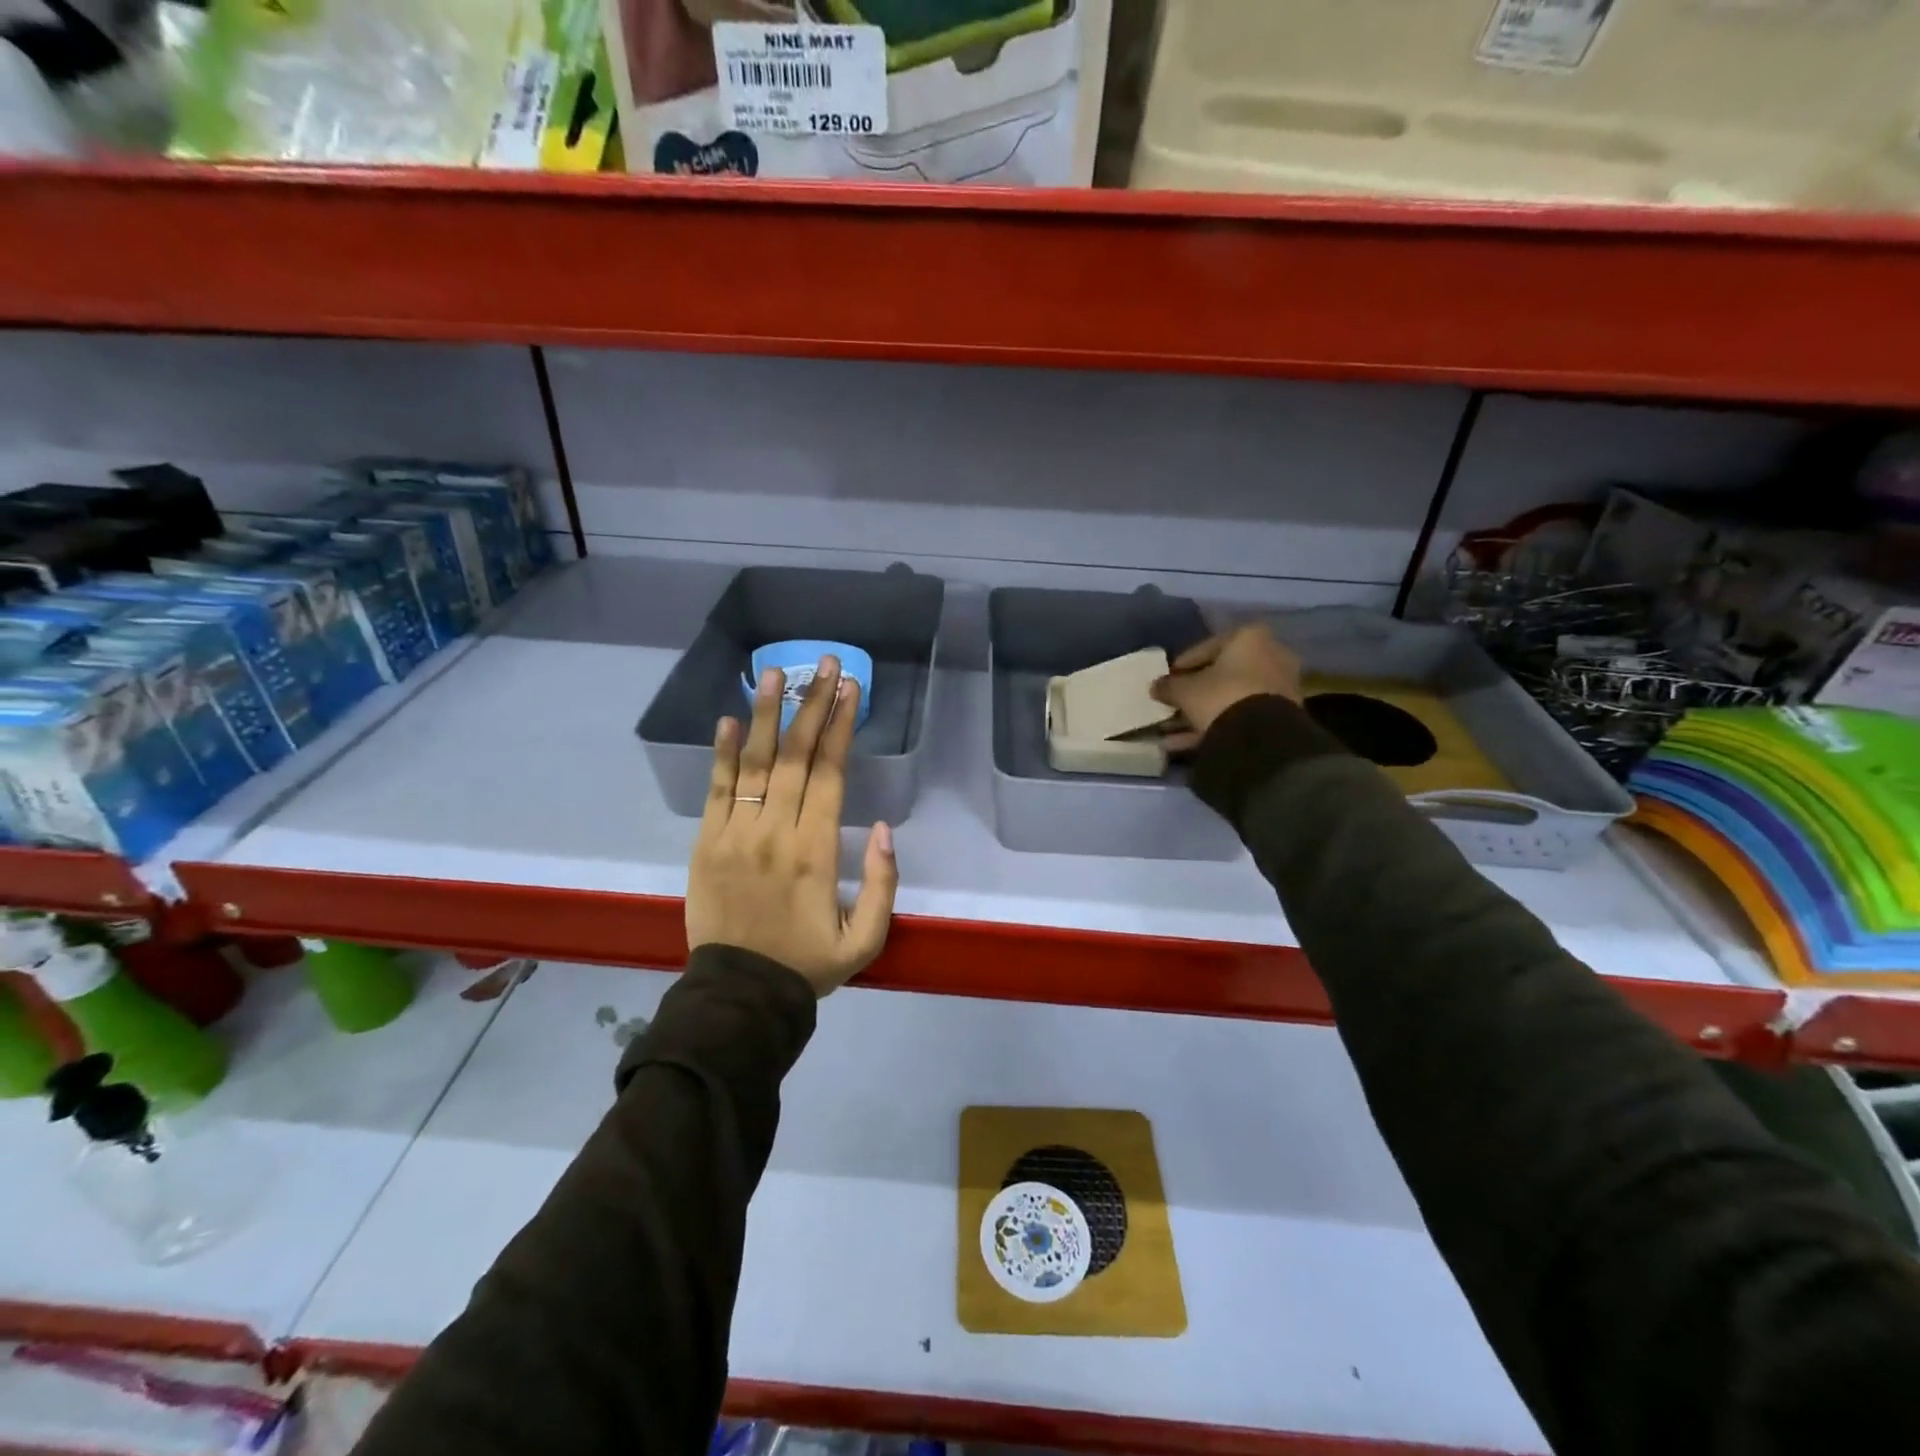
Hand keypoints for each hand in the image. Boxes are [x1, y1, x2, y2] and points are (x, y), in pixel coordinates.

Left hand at [686, 656, 898, 995]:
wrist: (739, 997)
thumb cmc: (807, 965)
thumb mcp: (866, 940)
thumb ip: (883, 884)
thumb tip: (883, 827)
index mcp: (817, 852)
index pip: (831, 774)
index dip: (841, 727)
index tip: (850, 689)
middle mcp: (776, 832)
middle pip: (796, 757)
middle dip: (812, 705)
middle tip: (823, 663)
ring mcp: (735, 835)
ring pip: (753, 764)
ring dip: (765, 715)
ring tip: (775, 673)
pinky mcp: (705, 844)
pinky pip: (715, 791)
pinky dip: (720, 753)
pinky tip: (727, 719)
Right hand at [1150, 624, 1302, 752]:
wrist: (1263, 735)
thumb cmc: (1221, 696)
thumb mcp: (1185, 691)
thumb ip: (1168, 686)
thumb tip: (1156, 687)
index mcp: (1249, 637)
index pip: (1206, 647)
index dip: (1182, 665)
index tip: (1167, 680)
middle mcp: (1270, 654)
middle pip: (1222, 673)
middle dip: (1195, 691)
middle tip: (1173, 704)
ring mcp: (1279, 685)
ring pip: (1231, 697)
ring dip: (1203, 712)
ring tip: (1173, 730)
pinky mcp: (1281, 714)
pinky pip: (1242, 714)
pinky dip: (1217, 724)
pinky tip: (1187, 743)